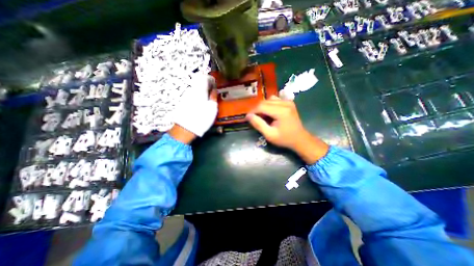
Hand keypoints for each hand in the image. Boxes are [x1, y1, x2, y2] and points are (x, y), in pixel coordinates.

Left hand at [174, 74, 219, 141]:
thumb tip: (214, 89)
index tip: (215, 85)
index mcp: (200, 89)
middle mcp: (191, 89)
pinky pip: (192, 94)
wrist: (186, 128)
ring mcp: (186, 95)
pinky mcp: (183, 101)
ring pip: (195, 88)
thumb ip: (213, 96)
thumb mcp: (212, 108)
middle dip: (206, 85)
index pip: (206, 78)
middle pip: (199, 82)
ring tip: (207, 99)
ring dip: (202, 91)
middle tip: (212, 92)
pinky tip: (200, 103)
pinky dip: (197, 96)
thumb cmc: (202, 117)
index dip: (212, 80)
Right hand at [244, 96, 330, 164]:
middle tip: (255, 119)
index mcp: (281, 111)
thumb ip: (258, 124)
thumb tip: (248, 116)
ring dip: (263, 107)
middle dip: (257, 109)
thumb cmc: (284, 139)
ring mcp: (288, 102)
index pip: (261, 106)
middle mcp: (285, 103)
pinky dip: (269, 105)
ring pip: (269, 99)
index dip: (253, 111)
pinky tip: (270, 112)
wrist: (300, 139)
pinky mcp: (289, 102)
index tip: (248, 118)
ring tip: (263, 116)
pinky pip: (275, 100)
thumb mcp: (269, 135)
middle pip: (265, 101)